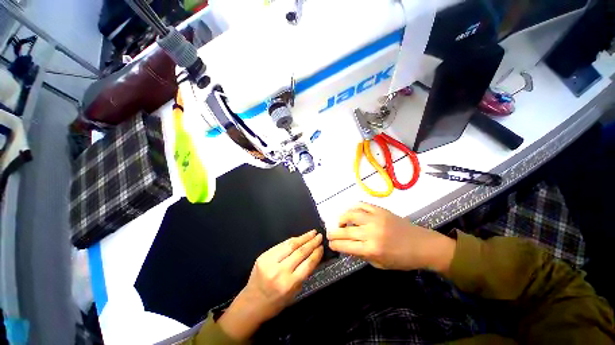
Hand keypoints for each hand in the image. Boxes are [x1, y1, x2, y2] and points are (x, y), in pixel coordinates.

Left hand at [218, 230, 322, 339]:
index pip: (307, 264)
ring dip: (303, 237)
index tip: (322, 247)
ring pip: (291, 245)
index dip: (316, 253)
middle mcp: (280, 271)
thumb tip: (313, 256)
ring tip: (312, 233)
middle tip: (320, 236)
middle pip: (300, 252)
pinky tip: (299, 237)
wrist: (251, 304)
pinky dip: (292, 240)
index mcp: (289, 284)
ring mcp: (270, 262)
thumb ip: (303, 274)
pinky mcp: (263, 256)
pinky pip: (281, 245)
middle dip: (312, 242)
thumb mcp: (294, 293)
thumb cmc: (275, 303)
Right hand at [327, 203, 454, 271]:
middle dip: (333, 233)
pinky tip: (351, 212)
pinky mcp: (380, 210)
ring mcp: (376, 219)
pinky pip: (362, 205)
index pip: (346, 246)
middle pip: (345, 231)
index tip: (330, 244)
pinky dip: (353, 208)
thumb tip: (347, 247)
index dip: (335, 245)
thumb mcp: (380, 264)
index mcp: (372, 249)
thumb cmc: (402, 259)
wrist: (423, 245)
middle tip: (329, 234)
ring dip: (341, 218)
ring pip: (351, 214)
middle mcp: (371, 232)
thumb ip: (362, 255)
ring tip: (340, 222)